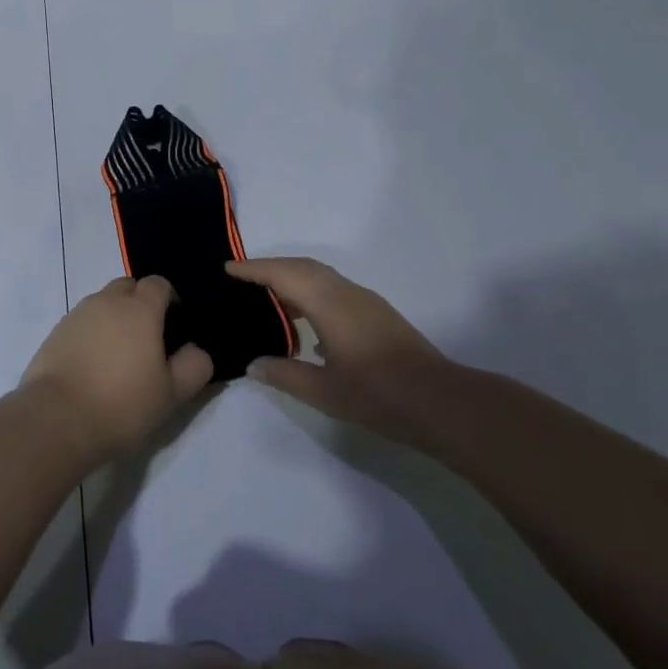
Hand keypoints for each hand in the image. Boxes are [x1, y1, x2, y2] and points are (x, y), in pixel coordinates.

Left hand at [21, 276, 214, 461]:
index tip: (174, 327)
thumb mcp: (172, 394)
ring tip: (118, 355)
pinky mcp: (55, 332)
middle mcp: (107, 302)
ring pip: (102, 303)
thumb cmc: (122, 404)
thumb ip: (194, 366)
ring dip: (114, 318)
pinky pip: (81, 322)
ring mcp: (77, 315)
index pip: (159, 284)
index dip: (169, 299)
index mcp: (139, 309)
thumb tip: (197, 350)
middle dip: (139, 303)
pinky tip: (93, 365)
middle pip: (128, 287)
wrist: (57, 419)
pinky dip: (91, 333)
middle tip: (147, 339)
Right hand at [227, 256, 467, 443]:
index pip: (283, 274)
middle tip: (241, 278)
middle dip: (270, 267)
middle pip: (302, 267)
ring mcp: (365, 302)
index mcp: (329, 304)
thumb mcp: (323, 392)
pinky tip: (304, 321)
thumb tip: (253, 364)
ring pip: (320, 276)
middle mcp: (346, 293)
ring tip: (266, 298)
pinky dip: (310, 291)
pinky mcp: (377, 314)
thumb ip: (284, 374)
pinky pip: (333, 289)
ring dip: (292, 279)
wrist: (440, 402)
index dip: (253, 269)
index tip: (227, 268)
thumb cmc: (378, 395)